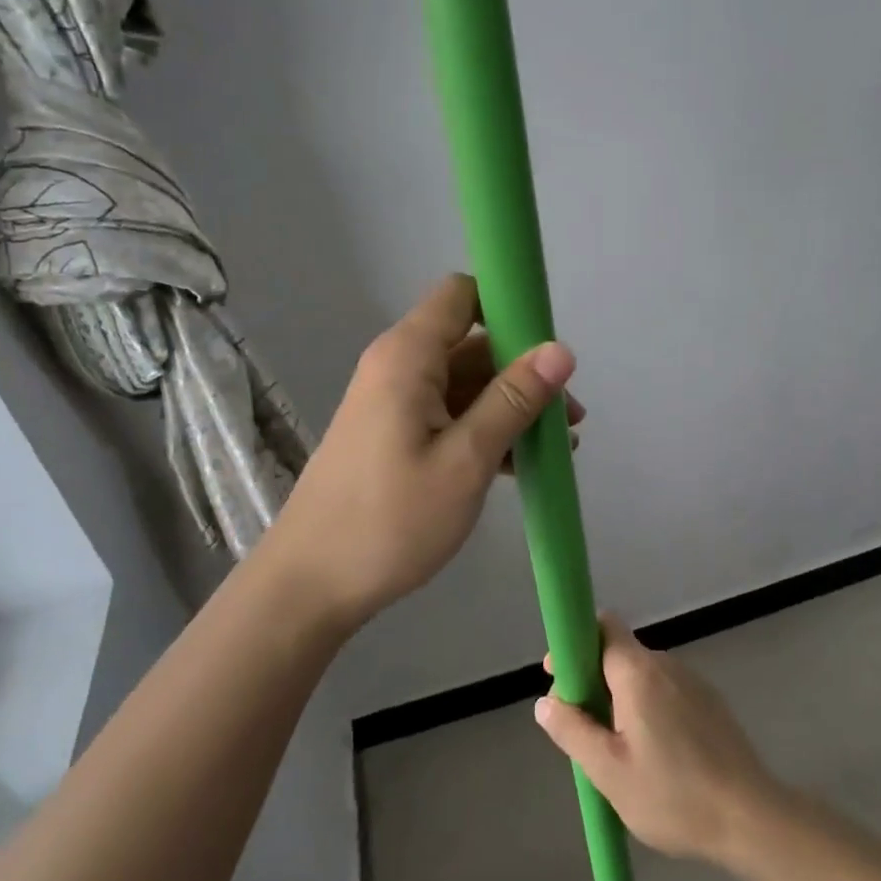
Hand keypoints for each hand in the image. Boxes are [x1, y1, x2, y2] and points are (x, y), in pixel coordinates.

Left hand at [263, 273, 582, 625]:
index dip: (510, 306)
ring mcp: (395, 404)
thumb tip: (561, 349)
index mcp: (408, 356)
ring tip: (558, 448)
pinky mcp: (394, 436)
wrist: (311, 585)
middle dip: (524, 371)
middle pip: (473, 343)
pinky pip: (450, 416)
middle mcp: (398, 367)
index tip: (551, 347)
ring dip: (512, 408)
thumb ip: (513, 400)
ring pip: (466, 384)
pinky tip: (520, 467)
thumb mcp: (465, 460)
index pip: (462, 294)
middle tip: (570, 417)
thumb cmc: (390, 520)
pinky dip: (486, 431)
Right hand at [534, 618, 783, 862]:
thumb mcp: (609, 772)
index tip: (559, 677)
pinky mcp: (710, 703)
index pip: (603, 626)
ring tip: (615, 751)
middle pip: (619, 653)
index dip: (575, 644)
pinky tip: (651, 755)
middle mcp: (667, 665)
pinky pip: (665, 692)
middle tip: (582, 728)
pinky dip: (647, 709)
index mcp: (639, 672)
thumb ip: (573, 731)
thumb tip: (546, 702)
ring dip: (620, 698)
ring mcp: (693, 683)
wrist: (751, 818)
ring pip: (642, 676)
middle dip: (593, 679)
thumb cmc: (673, 795)